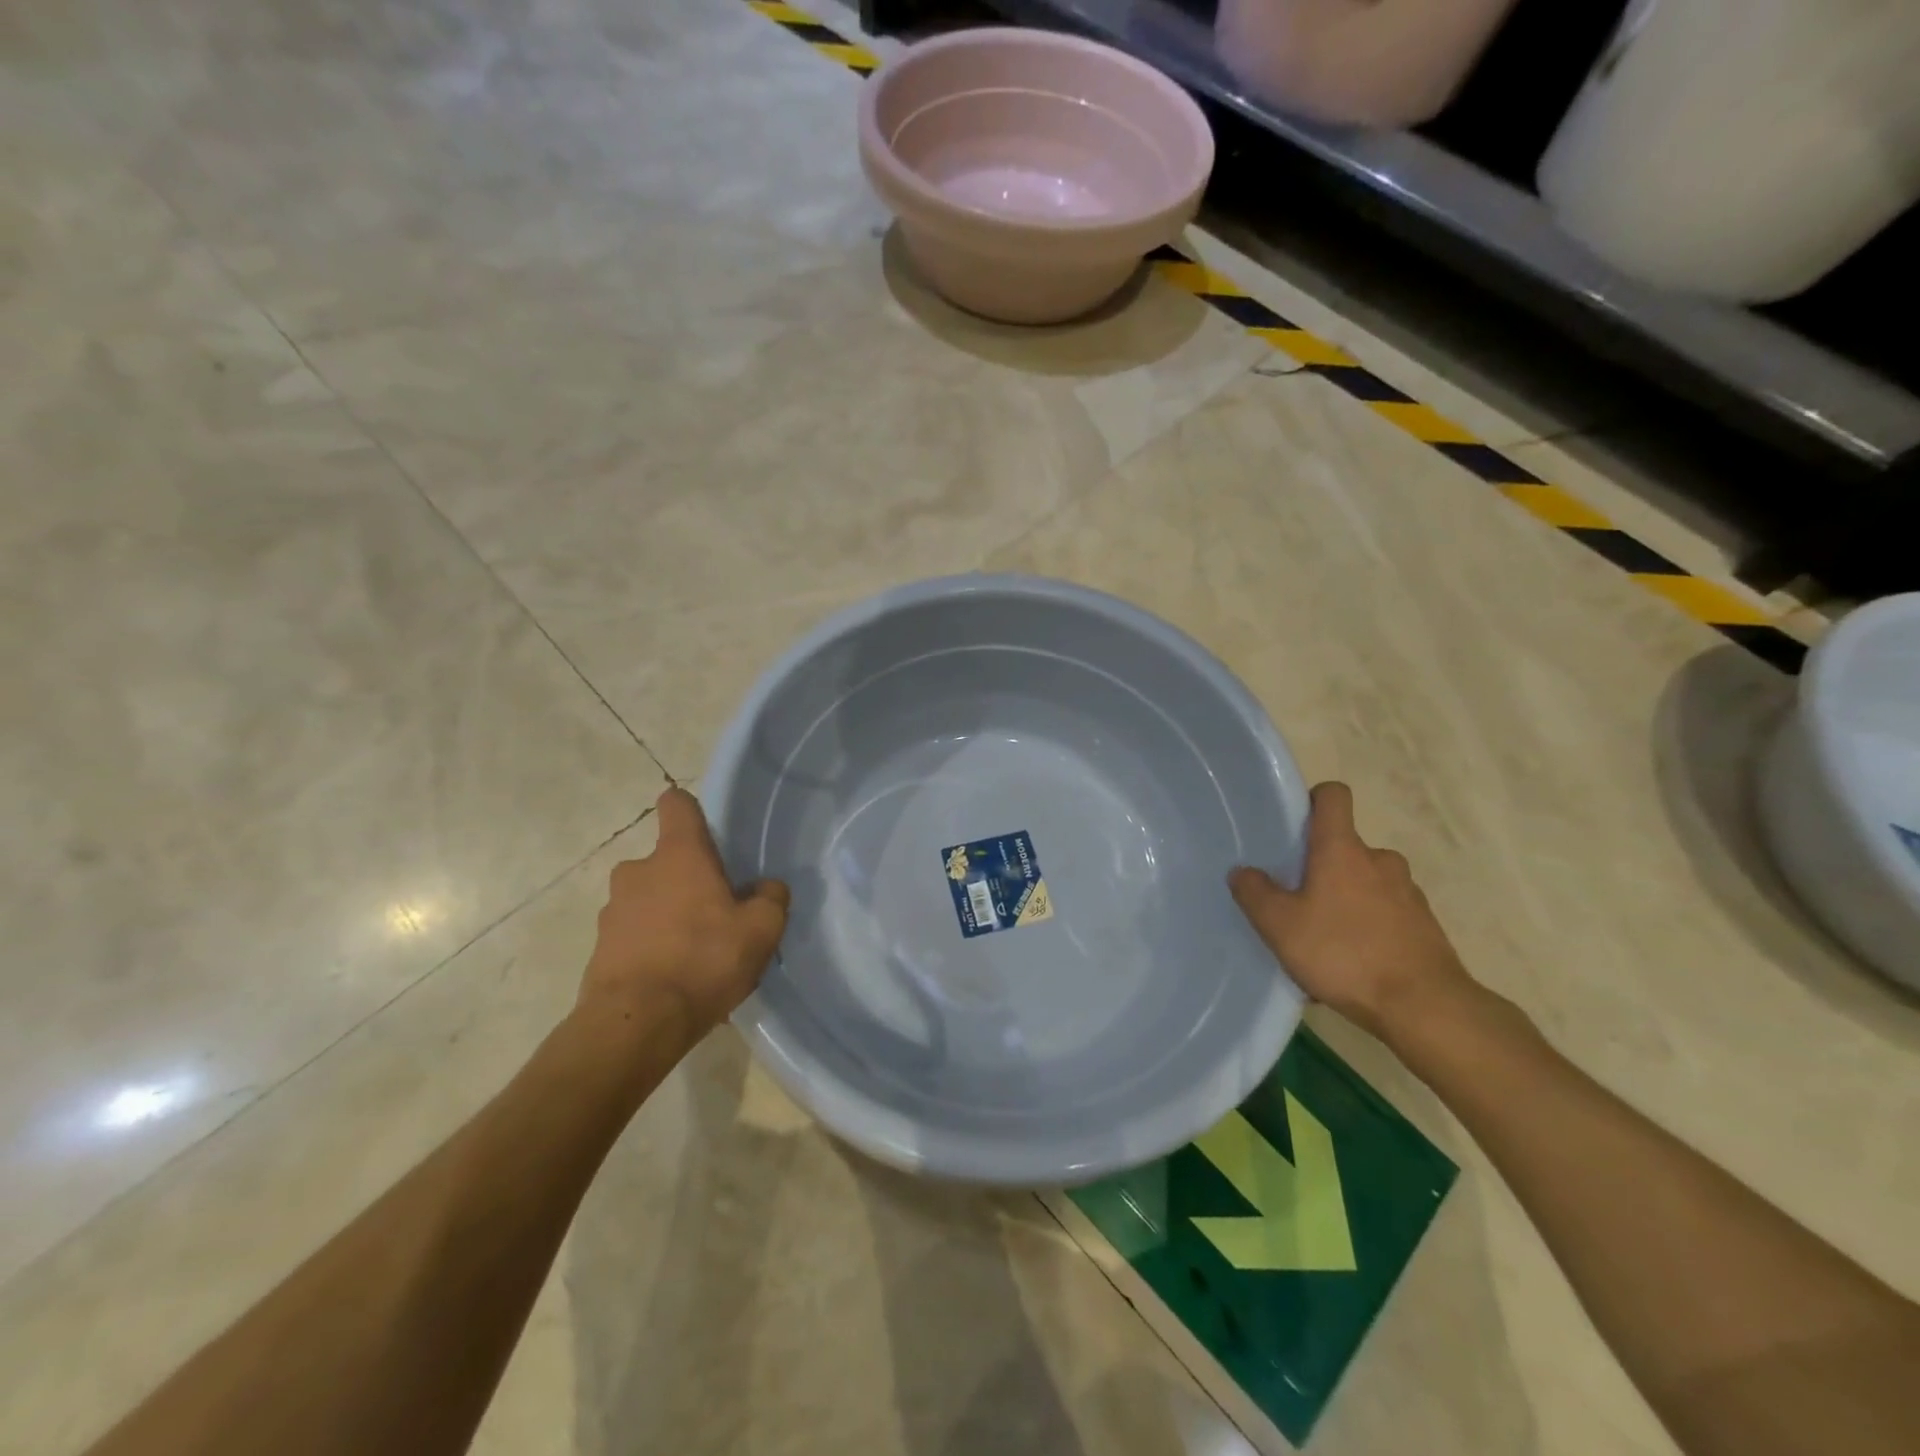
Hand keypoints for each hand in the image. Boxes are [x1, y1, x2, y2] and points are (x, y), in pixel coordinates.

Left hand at [576, 787, 789, 1043]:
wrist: (635, 1024)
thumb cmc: (704, 960)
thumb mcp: (762, 929)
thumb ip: (771, 898)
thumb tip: (766, 887)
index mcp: (678, 855)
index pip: (677, 805)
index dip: (692, 811)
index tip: (708, 833)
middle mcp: (638, 871)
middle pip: (667, 861)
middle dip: (688, 881)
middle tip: (716, 914)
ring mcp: (612, 910)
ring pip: (649, 900)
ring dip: (669, 916)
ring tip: (696, 955)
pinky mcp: (599, 948)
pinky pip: (634, 936)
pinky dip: (652, 948)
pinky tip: (674, 980)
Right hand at [1229, 781, 1474, 1047]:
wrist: (1425, 1007)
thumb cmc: (1344, 953)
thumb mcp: (1280, 926)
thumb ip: (1255, 893)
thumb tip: (1243, 871)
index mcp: (1342, 849)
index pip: (1333, 796)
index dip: (1313, 800)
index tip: (1294, 826)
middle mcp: (1379, 860)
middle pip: (1345, 847)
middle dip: (1321, 867)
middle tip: (1296, 899)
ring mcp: (1407, 892)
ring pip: (1365, 883)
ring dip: (1344, 900)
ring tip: (1321, 940)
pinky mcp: (1424, 925)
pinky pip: (1385, 914)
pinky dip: (1366, 928)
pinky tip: (1350, 965)